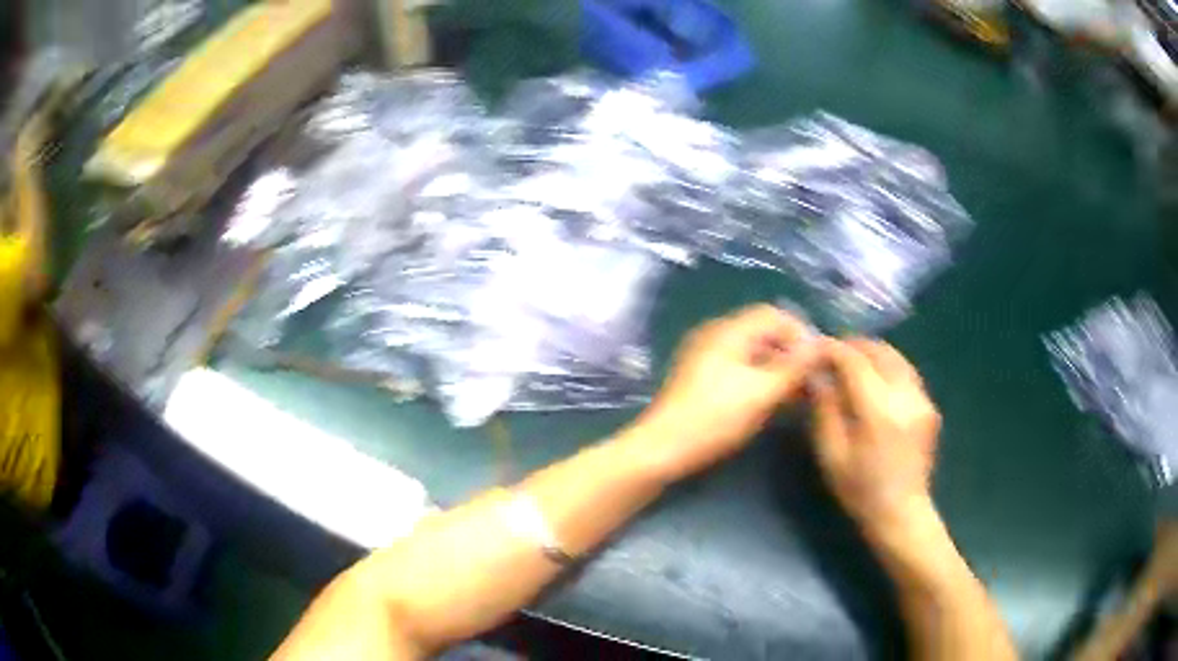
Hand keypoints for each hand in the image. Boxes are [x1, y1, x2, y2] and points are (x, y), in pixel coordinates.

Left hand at [633, 304, 822, 480]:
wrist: (662, 449)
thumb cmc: (715, 418)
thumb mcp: (761, 393)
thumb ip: (794, 367)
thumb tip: (821, 345)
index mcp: (729, 330)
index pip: (773, 314)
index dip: (800, 333)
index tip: (819, 362)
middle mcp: (716, 335)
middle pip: (763, 332)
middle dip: (790, 353)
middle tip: (812, 381)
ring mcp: (706, 357)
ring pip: (753, 353)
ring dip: (777, 369)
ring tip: (798, 395)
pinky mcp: (702, 379)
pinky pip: (739, 368)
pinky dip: (760, 379)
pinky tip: (773, 402)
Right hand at [812, 338, 941, 536]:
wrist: (901, 512)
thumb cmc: (860, 489)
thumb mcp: (831, 454)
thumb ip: (825, 408)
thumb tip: (818, 374)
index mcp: (878, 410)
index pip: (854, 361)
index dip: (833, 350)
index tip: (815, 349)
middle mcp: (906, 396)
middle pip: (880, 351)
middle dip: (854, 346)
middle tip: (833, 354)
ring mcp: (923, 399)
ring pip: (897, 358)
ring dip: (873, 354)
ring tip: (853, 364)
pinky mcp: (930, 406)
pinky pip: (907, 374)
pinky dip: (888, 369)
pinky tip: (875, 383)